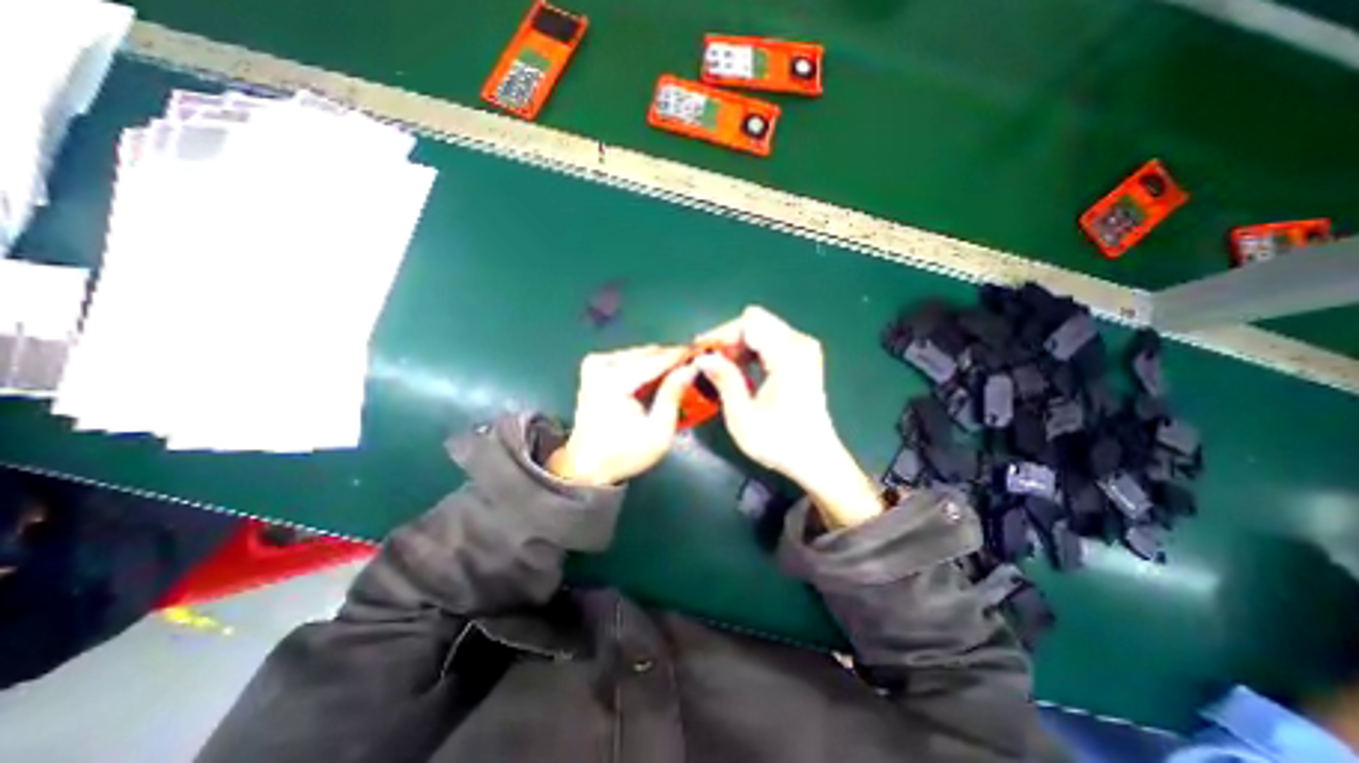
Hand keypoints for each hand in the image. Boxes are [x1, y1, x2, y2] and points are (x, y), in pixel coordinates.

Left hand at [548, 342, 700, 484]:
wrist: (587, 466)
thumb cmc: (624, 453)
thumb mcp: (658, 431)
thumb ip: (673, 395)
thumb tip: (689, 368)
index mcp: (614, 382)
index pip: (655, 361)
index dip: (680, 356)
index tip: (701, 352)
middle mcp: (601, 366)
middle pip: (645, 354)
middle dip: (670, 357)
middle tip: (692, 362)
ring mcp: (594, 366)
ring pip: (636, 355)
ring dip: (658, 361)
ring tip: (678, 369)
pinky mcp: (592, 370)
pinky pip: (625, 360)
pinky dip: (643, 365)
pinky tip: (657, 375)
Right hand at [701, 307, 881, 527]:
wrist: (815, 459)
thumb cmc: (778, 442)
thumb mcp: (742, 415)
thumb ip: (723, 379)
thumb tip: (703, 357)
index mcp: (788, 355)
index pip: (748, 323)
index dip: (721, 335)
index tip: (702, 353)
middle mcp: (800, 343)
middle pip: (756, 321)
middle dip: (729, 339)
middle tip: (710, 363)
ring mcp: (805, 349)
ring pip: (762, 329)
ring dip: (739, 345)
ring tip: (722, 369)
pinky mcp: (804, 358)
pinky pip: (771, 340)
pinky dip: (752, 351)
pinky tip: (741, 370)